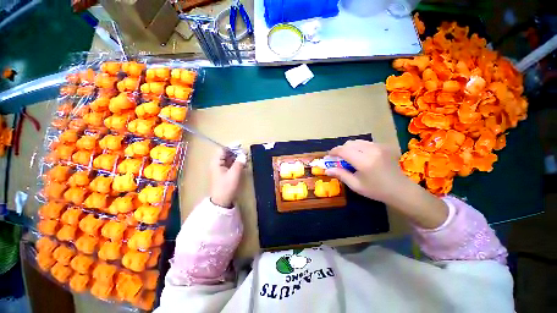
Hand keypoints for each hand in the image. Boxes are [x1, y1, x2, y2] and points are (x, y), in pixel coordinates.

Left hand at [209, 149, 245, 207]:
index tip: (241, 146)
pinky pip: (231, 165)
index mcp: (216, 162)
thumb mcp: (234, 174)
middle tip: (246, 153)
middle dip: (236, 152)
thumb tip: (244, 154)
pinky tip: (243, 164)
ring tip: (246, 158)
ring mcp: (221, 169)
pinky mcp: (225, 173)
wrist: (221, 201)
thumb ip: (239, 162)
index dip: (232, 147)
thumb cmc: (226, 186)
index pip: (223, 150)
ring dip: (237, 158)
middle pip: (226, 154)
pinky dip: (237, 163)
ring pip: (229, 159)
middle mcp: (217, 164)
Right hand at [326, 140, 447, 228]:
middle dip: (341, 149)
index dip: (334, 151)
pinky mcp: (384, 146)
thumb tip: (327, 170)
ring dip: (350, 147)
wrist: (401, 190)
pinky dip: (359, 147)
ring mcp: (380, 147)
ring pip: (357, 141)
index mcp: (364, 161)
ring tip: (348, 157)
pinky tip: (361, 156)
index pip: (343, 150)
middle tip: (338, 158)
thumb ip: (340, 175)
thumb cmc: (376, 190)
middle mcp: (371, 150)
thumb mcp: (356, 185)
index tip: (329, 155)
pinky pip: (366, 143)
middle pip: (349, 144)